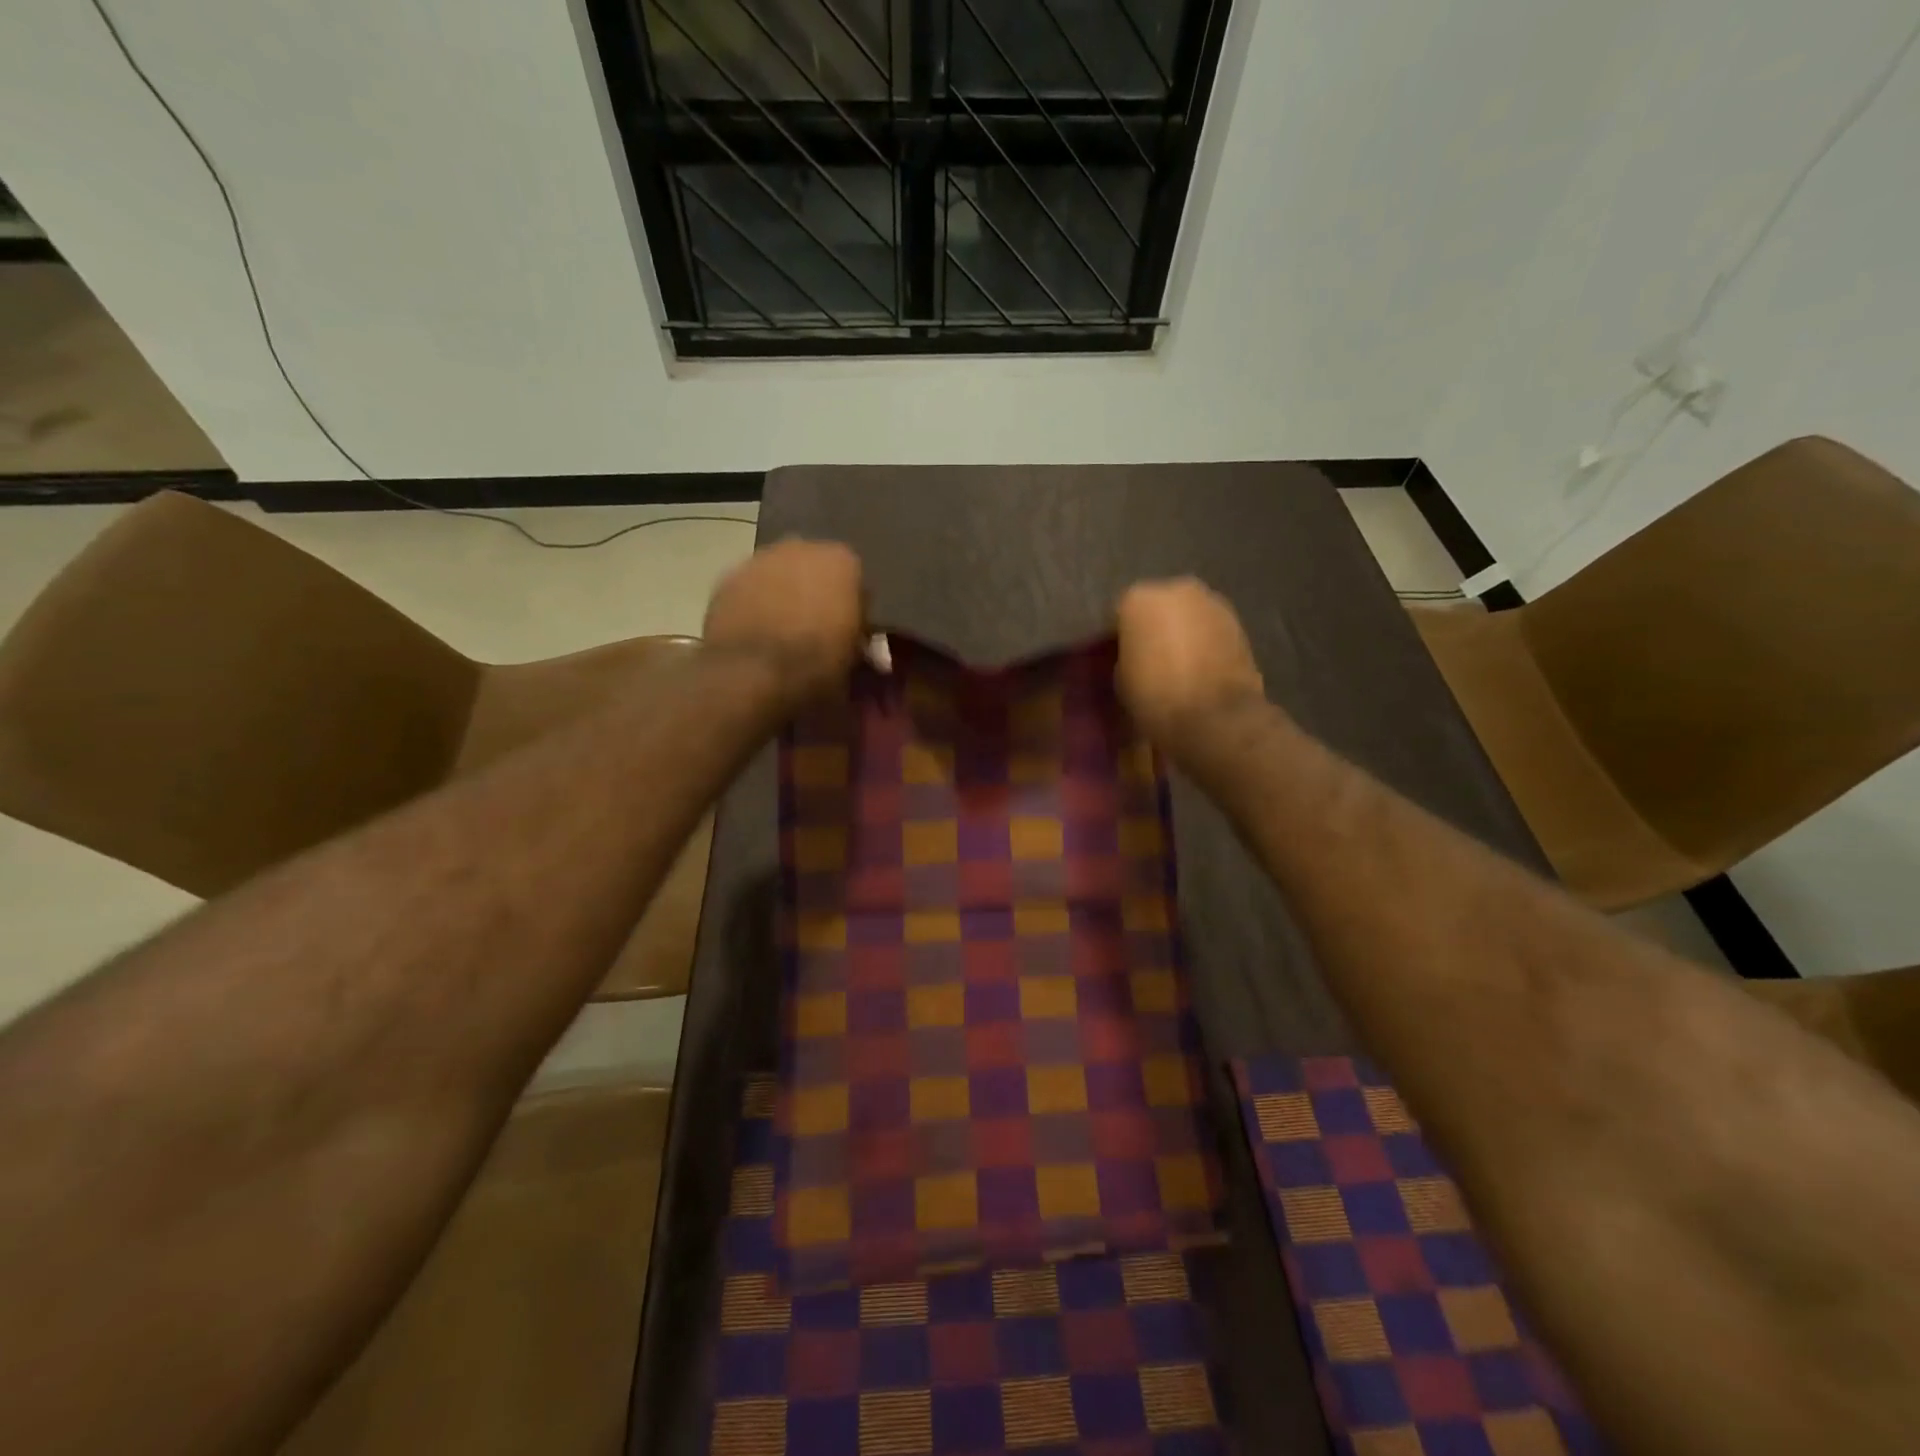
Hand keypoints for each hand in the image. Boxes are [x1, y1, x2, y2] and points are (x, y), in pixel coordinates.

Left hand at [704, 539, 864, 697]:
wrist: (753, 674)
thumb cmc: (817, 664)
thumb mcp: (855, 656)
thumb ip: (857, 635)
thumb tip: (855, 638)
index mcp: (842, 561)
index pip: (856, 578)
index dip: (852, 606)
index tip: (848, 630)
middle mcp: (802, 547)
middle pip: (814, 567)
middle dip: (815, 592)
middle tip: (814, 628)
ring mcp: (760, 558)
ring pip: (779, 573)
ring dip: (782, 594)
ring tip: (781, 631)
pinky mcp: (728, 577)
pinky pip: (750, 588)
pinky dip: (754, 603)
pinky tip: (755, 631)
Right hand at [1115, 578, 1265, 743]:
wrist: (1215, 716)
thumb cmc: (1155, 696)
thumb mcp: (1121, 677)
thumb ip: (1125, 654)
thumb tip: (1135, 654)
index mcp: (1138, 599)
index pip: (1119, 613)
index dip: (1116, 637)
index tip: (1115, 656)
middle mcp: (1175, 589)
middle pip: (1157, 606)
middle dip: (1152, 626)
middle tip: (1147, 656)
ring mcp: (1211, 602)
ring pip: (1187, 614)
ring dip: (1180, 631)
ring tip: (1176, 663)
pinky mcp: (1238, 622)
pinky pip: (1209, 628)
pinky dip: (1203, 641)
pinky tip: (1198, 666)